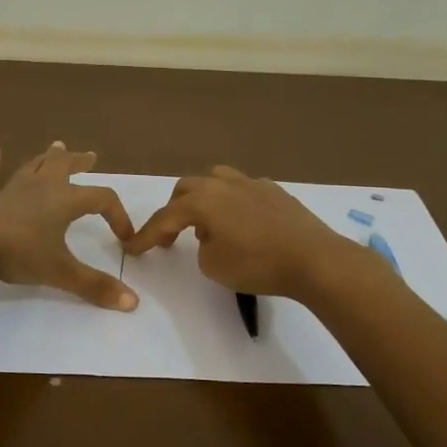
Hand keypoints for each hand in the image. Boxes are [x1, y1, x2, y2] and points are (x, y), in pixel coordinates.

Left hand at [0, 142, 137, 309]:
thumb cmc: (19, 253)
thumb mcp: (60, 272)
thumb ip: (95, 286)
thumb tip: (133, 302)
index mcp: (65, 201)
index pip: (102, 199)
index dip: (118, 215)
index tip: (124, 236)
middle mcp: (41, 187)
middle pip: (65, 167)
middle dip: (79, 162)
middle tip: (90, 156)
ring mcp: (10, 188)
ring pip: (33, 166)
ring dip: (46, 157)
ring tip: (56, 146)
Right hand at [124, 166, 355, 299]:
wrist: (314, 259)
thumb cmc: (258, 264)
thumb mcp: (214, 265)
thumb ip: (201, 247)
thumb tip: (210, 237)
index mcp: (203, 200)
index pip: (165, 217)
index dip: (146, 235)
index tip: (132, 249)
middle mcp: (224, 184)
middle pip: (188, 190)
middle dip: (174, 212)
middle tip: (171, 237)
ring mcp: (253, 183)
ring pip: (216, 181)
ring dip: (204, 201)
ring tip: (209, 226)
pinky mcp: (276, 192)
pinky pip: (243, 190)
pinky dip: (232, 204)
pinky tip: (242, 225)